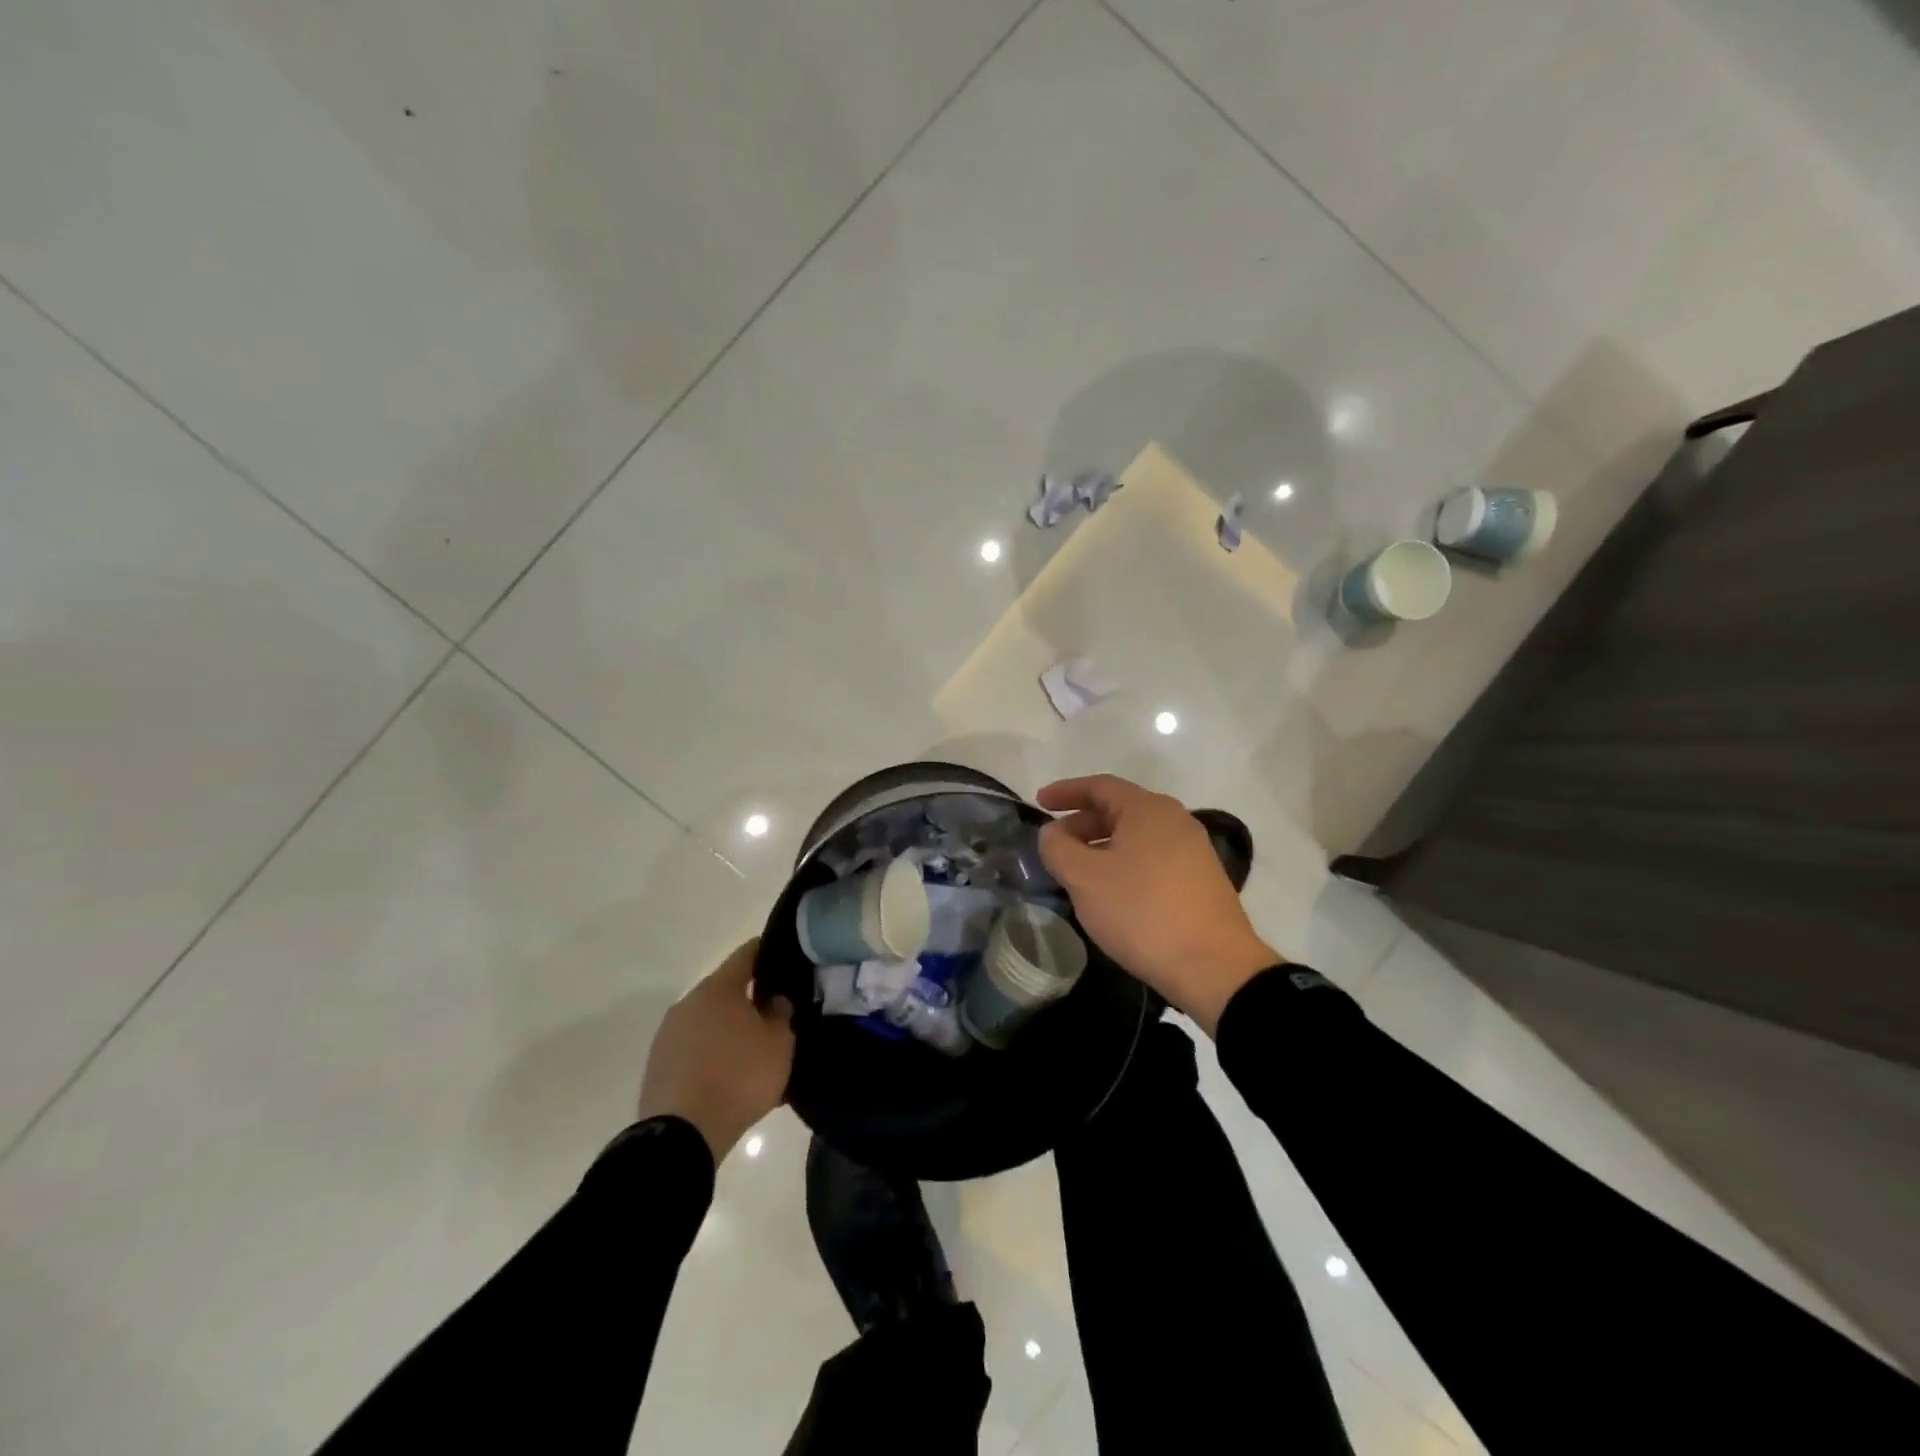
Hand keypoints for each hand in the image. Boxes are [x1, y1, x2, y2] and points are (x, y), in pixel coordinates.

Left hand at [636, 939, 793, 1160]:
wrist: (682, 1135)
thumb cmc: (738, 1077)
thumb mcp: (779, 1043)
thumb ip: (781, 1013)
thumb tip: (774, 1000)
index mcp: (718, 988)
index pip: (747, 954)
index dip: (768, 951)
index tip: (787, 956)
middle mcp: (689, 1003)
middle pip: (725, 990)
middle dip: (750, 998)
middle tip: (776, 1012)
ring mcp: (669, 1035)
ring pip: (709, 1021)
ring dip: (730, 1029)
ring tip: (755, 1049)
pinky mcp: (659, 1066)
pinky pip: (695, 1049)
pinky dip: (713, 1054)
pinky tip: (731, 1075)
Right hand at [1037, 775, 1279, 1034]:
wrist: (1214, 968)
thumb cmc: (1142, 912)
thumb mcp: (1085, 879)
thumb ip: (1058, 848)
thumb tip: (1053, 833)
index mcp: (1148, 809)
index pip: (1099, 786)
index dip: (1066, 791)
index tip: (1039, 802)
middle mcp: (1175, 820)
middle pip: (1119, 809)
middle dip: (1082, 823)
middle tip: (1054, 845)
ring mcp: (1193, 850)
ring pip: (1136, 836)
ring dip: (1102, 846)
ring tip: (1077, 872)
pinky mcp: (1201, 879)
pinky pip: (1152, 857)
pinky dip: (1124, 863)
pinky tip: (1111, 891)